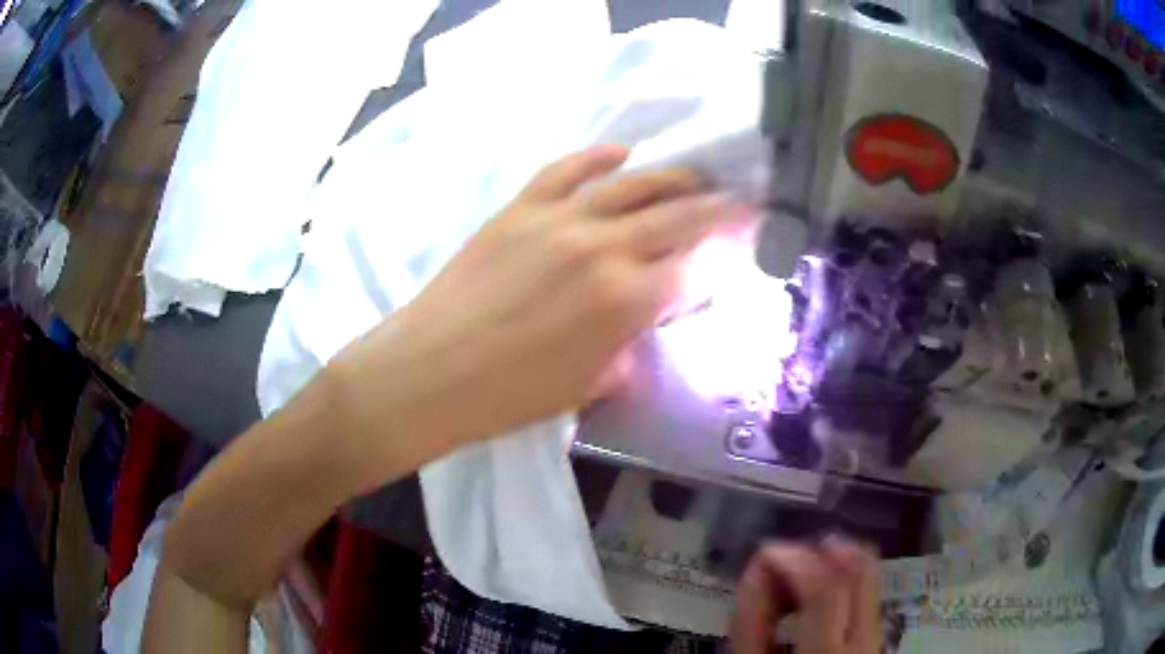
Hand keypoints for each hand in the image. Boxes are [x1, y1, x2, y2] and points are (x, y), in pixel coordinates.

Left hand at [334, 144, 753, 478]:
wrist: (432, 371)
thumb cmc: (511, 396)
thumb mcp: (590, 384)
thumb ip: (631, 343)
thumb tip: (651, 315)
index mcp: (626, 302)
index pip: (694, 269)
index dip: (724, 258)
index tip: (742, 247)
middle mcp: (604, 248)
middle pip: (679, 217)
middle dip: (719, 208)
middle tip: (740, 201)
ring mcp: (560, 219)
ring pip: (634, 183)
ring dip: (674, 177)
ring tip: (695, 177)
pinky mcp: (522, 207)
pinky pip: (569, 168)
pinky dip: (599, 157)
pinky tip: (622, 153)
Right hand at [730, 537, 882, 653]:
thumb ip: (751, 621)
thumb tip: (758, 567)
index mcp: (826, 653)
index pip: (825, 588)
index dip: (795, 559)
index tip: (764, 553)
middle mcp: (865, 639)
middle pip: (860, 569)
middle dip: (819, 550)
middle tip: (782, 559)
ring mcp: (877, 636)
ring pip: (867, 576)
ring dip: (831, 563)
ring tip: (793, 579)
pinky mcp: (878, 635)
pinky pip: (866, 592)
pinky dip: (839, 581)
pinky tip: (811, 597)